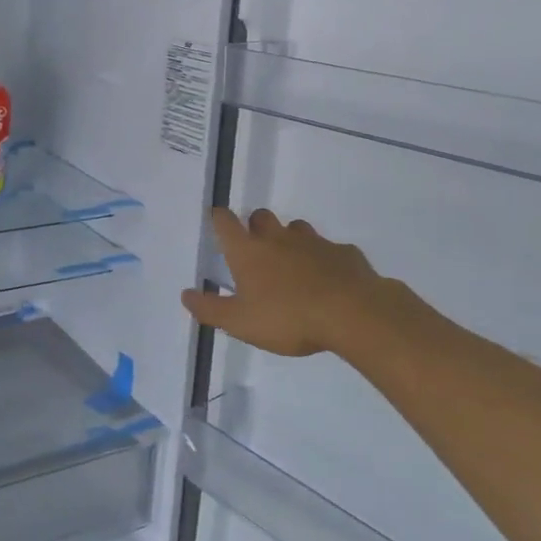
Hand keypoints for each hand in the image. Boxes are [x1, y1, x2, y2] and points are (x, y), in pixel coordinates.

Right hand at [182, 208, 404, 358]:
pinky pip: (330, 249)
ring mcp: (314, 243)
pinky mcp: (344, 253)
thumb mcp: (240, 323)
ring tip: (291, 263)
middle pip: (261, 217)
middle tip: (255, 246)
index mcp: (249, 252)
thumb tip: (185, 295)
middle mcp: (278, 239)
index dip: (219, 218)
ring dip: (290, 238)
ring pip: (296, 228)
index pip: (226, 223)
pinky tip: (328, 279)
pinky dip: (324, 259)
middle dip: (255, 225)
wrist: (354, 314)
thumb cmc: (288, 318)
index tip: (217, 219)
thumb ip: (210, 309)